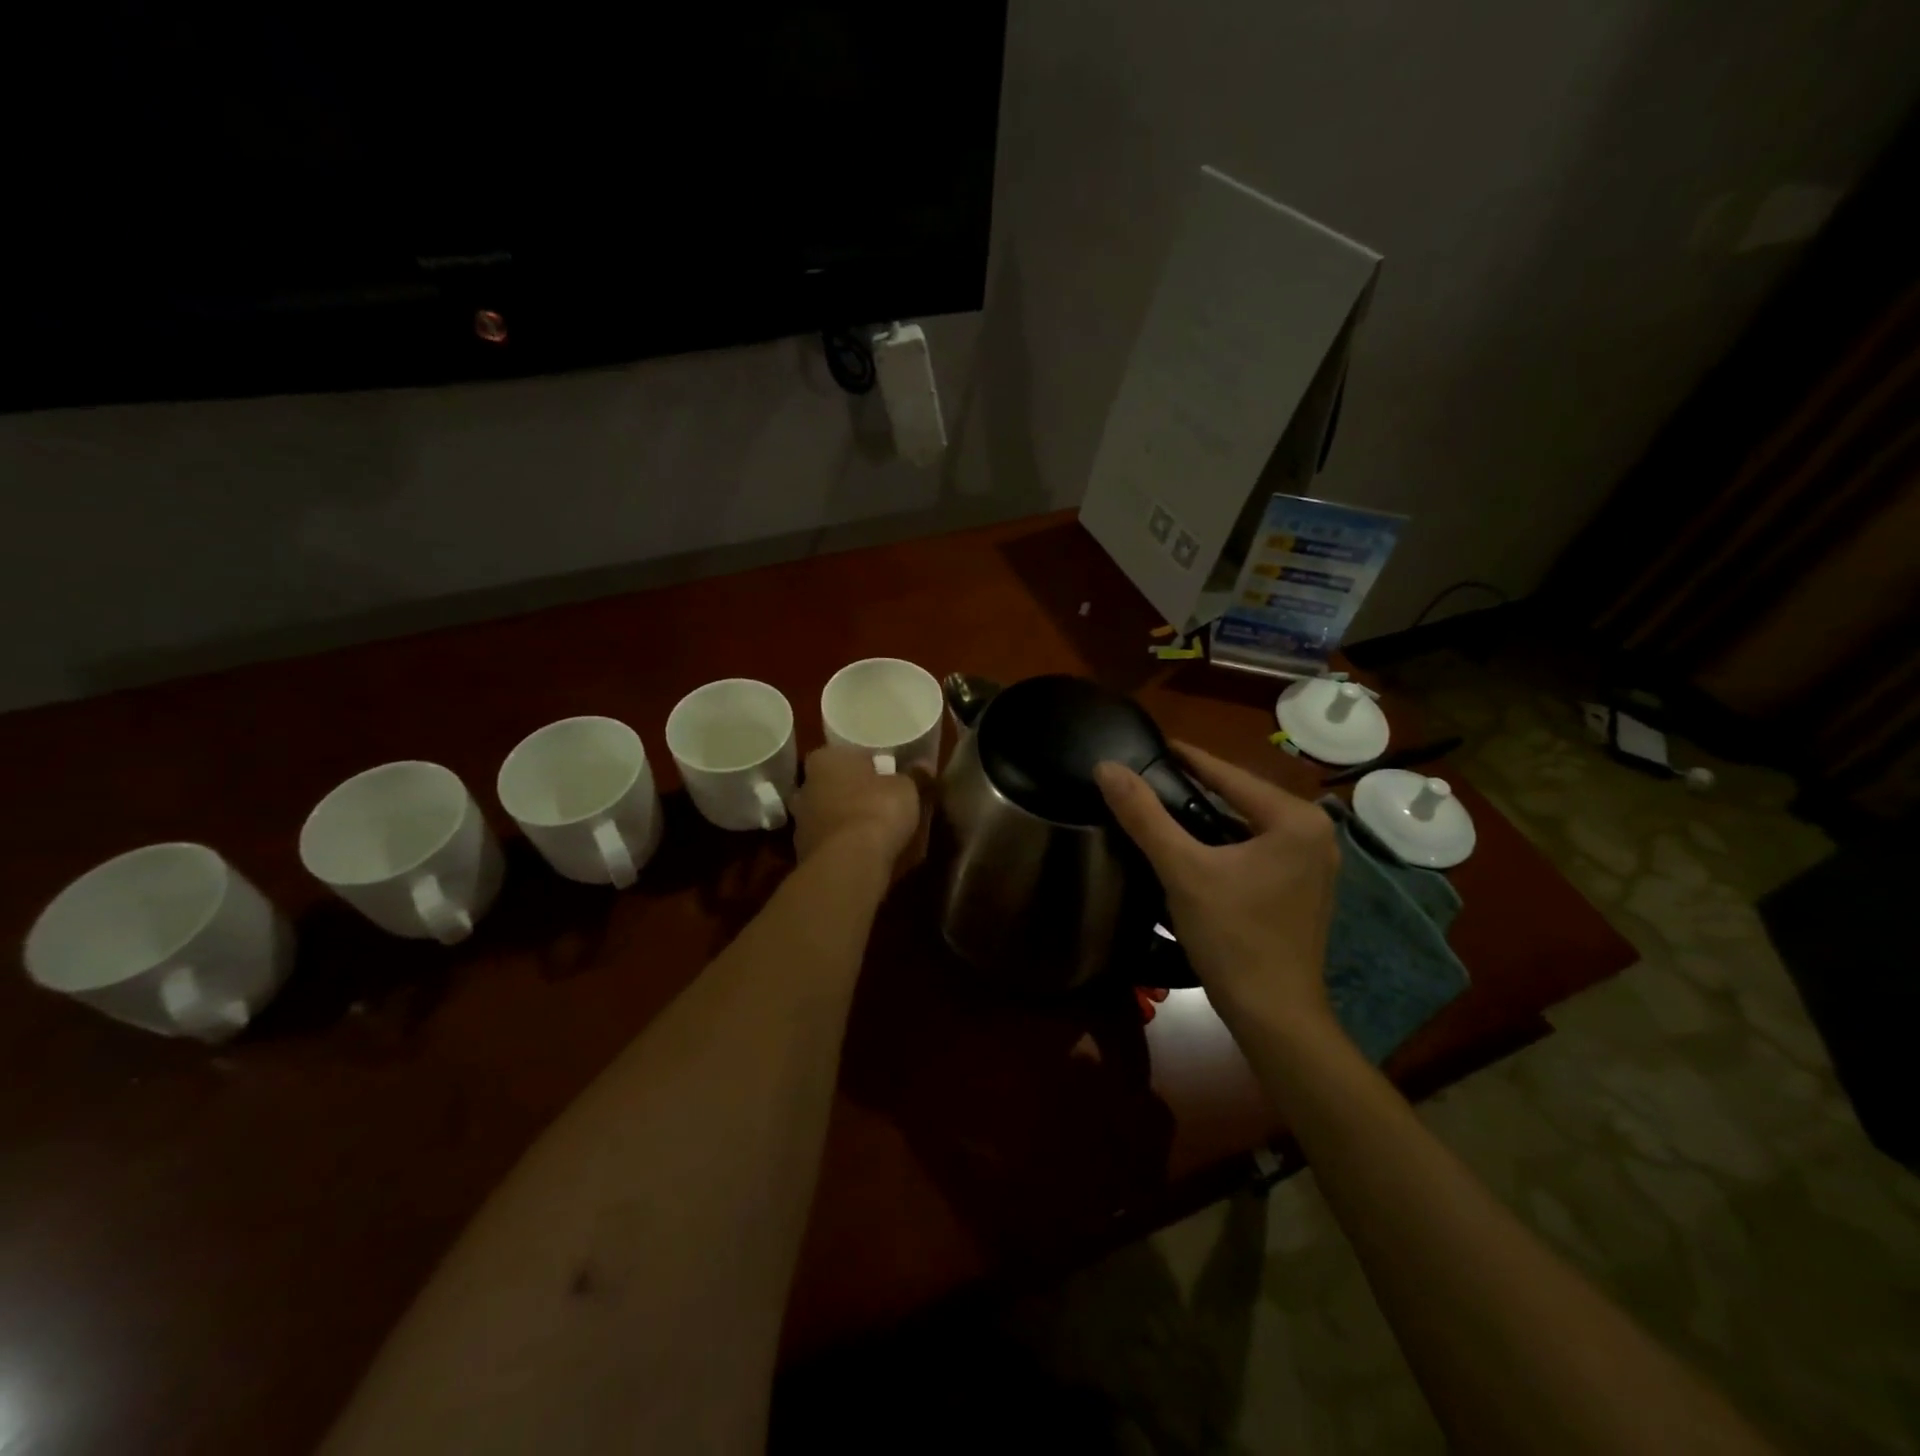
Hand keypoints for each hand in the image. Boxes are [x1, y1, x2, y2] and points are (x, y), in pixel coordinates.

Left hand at [791, 746, 930, 881]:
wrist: (850, 862)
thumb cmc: (877, 809)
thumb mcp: (907, 788)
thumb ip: (915, 775)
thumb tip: (924, 766)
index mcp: (825, 759)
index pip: (849, 755)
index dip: (871, 764)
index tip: (889, 775)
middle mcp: (805, 786)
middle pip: (836, 784)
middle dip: (856, 792)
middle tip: (884, 800)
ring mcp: (801, 822)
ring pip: (830, 814)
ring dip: (849, 820)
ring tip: (877, 829)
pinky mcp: (804, 852)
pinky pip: (830, 841)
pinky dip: (844, 844)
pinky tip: (865, 851)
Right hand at [1094, 742, 1339, 1031]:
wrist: (1274, 1015)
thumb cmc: (1232, 937)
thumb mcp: (1182, 870)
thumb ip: (1144, 815)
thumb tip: (1107, 768)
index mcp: (1296, 820)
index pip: (1229, 775)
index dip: (1187, 757)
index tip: (1154, 743)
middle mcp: (1315, 834)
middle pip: (1241, 798)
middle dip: (1197, 787)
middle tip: (1151, 776)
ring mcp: (1315, 864)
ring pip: (1249, 825)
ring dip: (1210, 816)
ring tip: (1165, 806)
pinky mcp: (1305, 890)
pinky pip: (1258, 849)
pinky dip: (1226, 842)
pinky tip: (1196, 847)